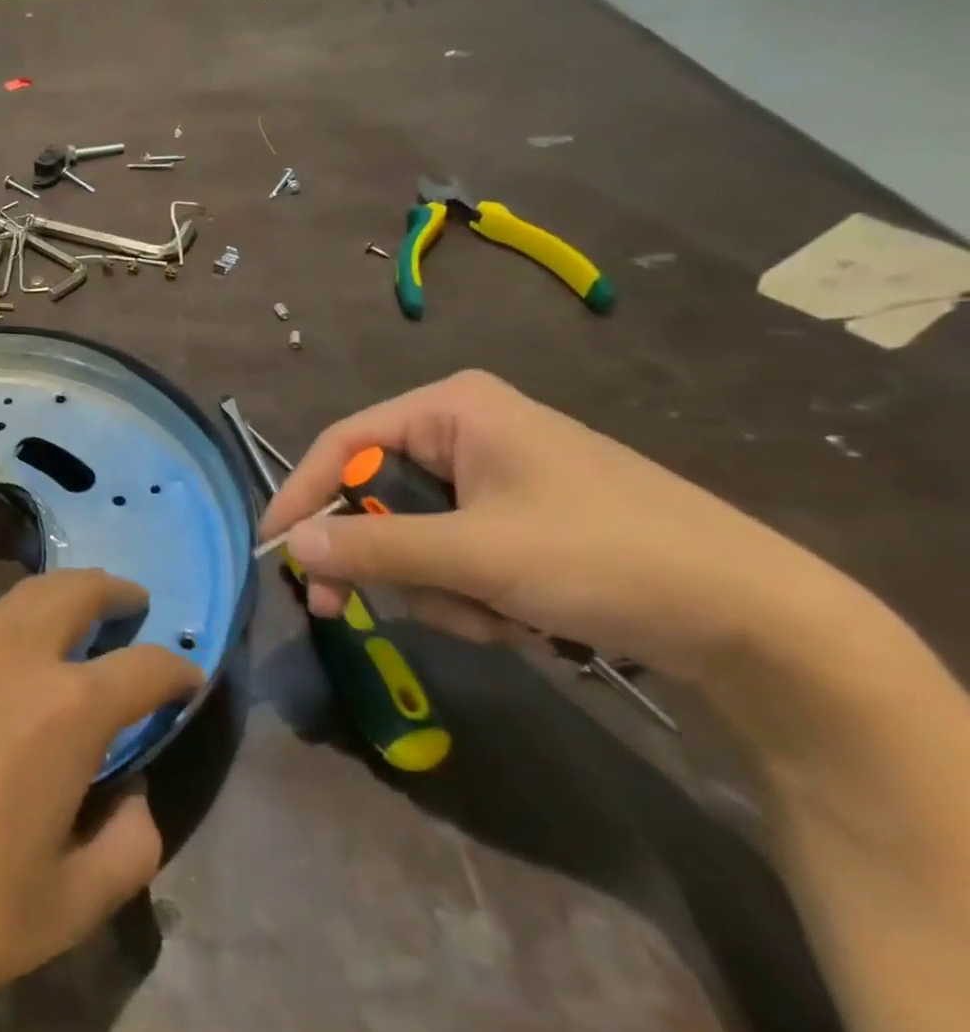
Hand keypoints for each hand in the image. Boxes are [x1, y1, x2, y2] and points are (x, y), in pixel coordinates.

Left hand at [0, 569, 198, 1031]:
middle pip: (76, 590)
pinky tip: (0, 655)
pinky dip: (6, 620)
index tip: (188, 677)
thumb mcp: (67, 908)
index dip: (177, 669)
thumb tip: (133, 799)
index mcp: (65, 707)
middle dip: (114, 592)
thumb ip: (128, 847)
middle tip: (131, 605)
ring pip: (20, 595)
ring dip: (57, 597)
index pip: (144, 667)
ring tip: (71, 620)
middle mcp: (12, 654)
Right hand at [260, 370, 838, 683]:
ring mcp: (492, 479)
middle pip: (376, 495)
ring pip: (412, 536)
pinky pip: (452, 555)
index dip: (302, 494)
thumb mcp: (476, 555)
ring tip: (489, 617)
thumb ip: (375, 549)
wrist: (758, 621)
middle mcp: (465, 432)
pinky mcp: (516, 520)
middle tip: (342, 611)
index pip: (344, 443)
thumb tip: (291, 547)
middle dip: (381, 561)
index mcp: (452, 410)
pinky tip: (514, 617)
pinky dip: (466, 594)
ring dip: (433, 587)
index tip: (273, 548)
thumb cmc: (604, 556)